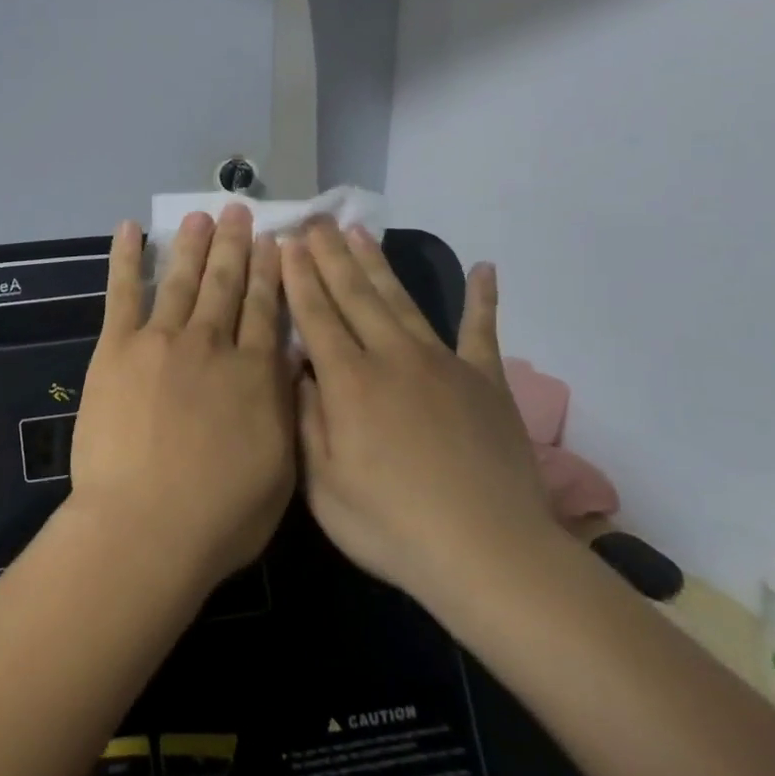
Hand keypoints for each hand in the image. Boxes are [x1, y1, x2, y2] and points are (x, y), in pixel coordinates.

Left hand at [66, 206, 295, 595]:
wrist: (146, 526)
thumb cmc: (220, 516)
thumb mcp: (281, 468)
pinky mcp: (116, 348)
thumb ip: (282, 408)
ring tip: (200, 215)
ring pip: (182, 280)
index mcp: (254, 373)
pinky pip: (123, 293)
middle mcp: (212, 345)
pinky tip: (129, 229)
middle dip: (234, 245)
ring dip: (192, 245)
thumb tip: (285, 364)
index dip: (270, 272)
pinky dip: (125, 258)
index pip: (265, 309)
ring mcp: (161, 341)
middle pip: (226, 284)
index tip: (274, 242)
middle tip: (238, 210)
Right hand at [283, 221, 558, 608]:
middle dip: (330, 256)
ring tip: (359, 233)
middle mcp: (392, 358)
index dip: (298, 277)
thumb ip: (306, 420)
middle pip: (355, 295)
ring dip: (378, 265)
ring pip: (402, 302)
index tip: (285, 243)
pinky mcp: (486, 381)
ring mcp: (444, 365)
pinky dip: (483, 300)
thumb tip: (297, 370)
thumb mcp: (322, 485)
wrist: (489, 553)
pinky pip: (483, 331)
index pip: (316, 315)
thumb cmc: (391, 526)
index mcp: (349, 382)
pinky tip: (485, 269)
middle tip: (315, 222)